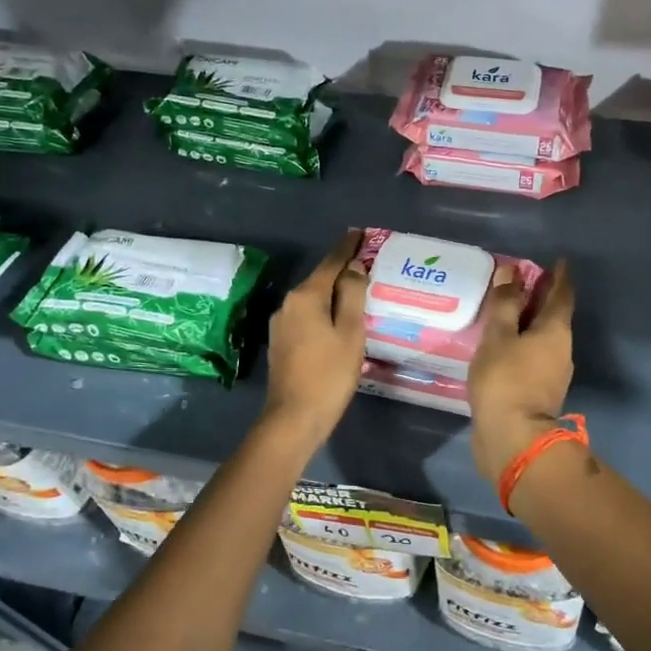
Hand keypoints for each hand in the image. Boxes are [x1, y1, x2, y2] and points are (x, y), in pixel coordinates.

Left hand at [262, 230, 367, 446]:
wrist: (294, 418)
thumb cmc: (329, 374)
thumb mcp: (350, 332)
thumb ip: (353, 295)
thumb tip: (354, 267)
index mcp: (305, 297)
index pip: (331, 262)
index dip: (348, 247)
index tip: (361, 233)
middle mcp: (288, 304)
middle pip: (320, 279)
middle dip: (343, 270)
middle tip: (369, 263)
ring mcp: (281, 324)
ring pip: (314, 299)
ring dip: (334, 293)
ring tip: (359, 290)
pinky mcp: (282, 342)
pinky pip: (308, 316)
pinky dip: (325, 311)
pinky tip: (339, 319)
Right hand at [468, 260, 574, 484]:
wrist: (513, 439)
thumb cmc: (505, 381)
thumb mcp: (498, 337)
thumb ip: (504, 304)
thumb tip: (511, 271)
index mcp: (556, 331)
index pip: (562, 295)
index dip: (560, 276)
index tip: (558, 262)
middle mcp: (561, 350)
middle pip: (554, 317)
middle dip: (541, 298)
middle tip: (522, 283)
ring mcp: (552, 374)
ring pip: (542, 339)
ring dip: (528, 324)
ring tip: (505, 314)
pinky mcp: (538, 393)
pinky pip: (532, 358)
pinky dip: (520, 346)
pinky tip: (501, 348)